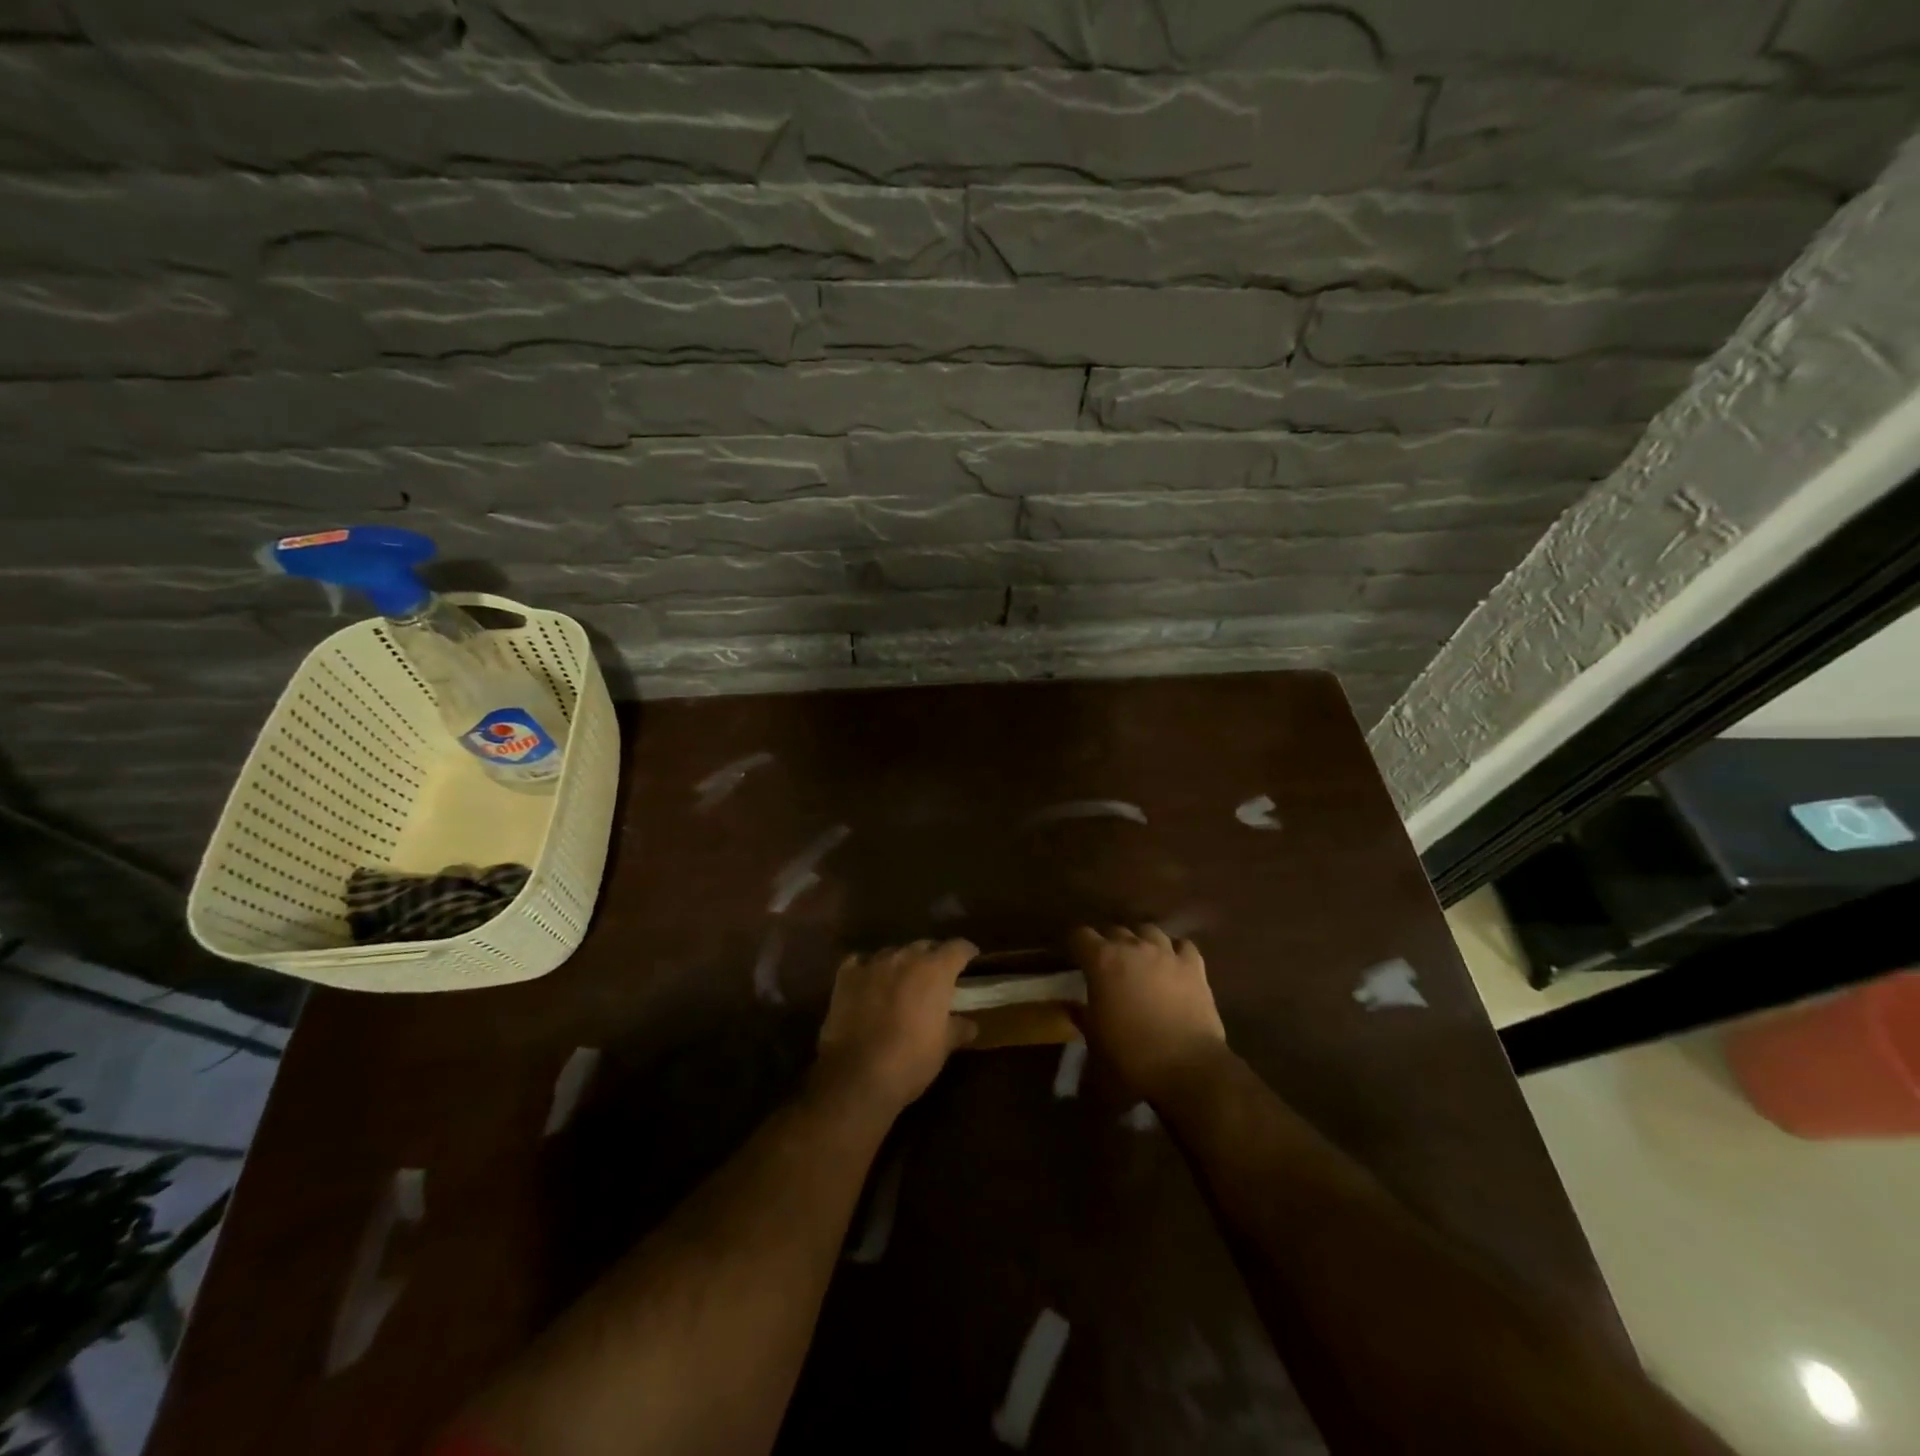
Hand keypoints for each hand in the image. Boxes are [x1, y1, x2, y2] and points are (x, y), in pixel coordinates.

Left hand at [814, 939, 979, 1115]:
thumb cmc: (910, 1060)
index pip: (958, 948)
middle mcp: (905, 958)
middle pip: (924, 946)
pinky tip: (869, 981)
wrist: (858, 1075)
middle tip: (936, 977)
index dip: (966, 952)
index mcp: (935, 970)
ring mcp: (873, 964)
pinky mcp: (846, 976)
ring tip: (902, 981)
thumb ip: (958, 1028)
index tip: (970, 959)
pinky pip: (861, 961)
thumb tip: (970, 1024)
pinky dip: (868, 968)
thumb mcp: (943, 1047)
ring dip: (901, 963)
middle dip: (932, 957)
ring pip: (893, 952)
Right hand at [1070, 925, 1227, 1102]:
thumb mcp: (1095, 1038)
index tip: (1075, 959)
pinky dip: (1174, 951)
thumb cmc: (1130, 1055)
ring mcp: (1166, 953)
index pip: (1081, 935)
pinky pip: (1182, 945)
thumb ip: (1080, 1015)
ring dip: (1141, 941)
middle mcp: (1133, 946)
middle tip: (1108, 966)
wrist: (1186, 1069)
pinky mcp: (1194, 966)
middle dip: (1108, 944)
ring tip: (1140, 959)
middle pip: (1115, 930)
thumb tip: (1070, 1006)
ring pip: (1149, 931)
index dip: (1076, 945)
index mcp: (1103, 960)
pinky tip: (1172, 963)